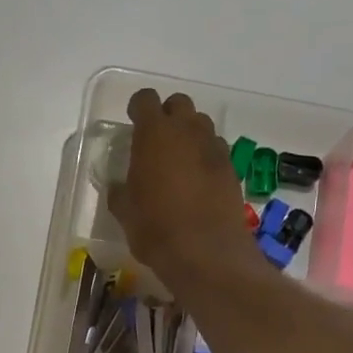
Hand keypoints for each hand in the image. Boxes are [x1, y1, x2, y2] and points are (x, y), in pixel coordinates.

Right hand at [107, 89, 258, 282]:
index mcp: (154, 134)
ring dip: (189, 135)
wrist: (206, 253)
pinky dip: (205, 157)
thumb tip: (120, 187)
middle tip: (157, 142)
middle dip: (167, 116)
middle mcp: (187, 131)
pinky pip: (216, 150)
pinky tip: (198, 182)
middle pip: (179, 104)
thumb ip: (120, 192)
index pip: (145, 100)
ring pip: (201, 125)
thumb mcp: (125, 212)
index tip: (132, 122)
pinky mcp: (232, 168)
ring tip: (179, 161)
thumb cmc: (155, 229)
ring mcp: (214, 148)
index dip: (137, 108)